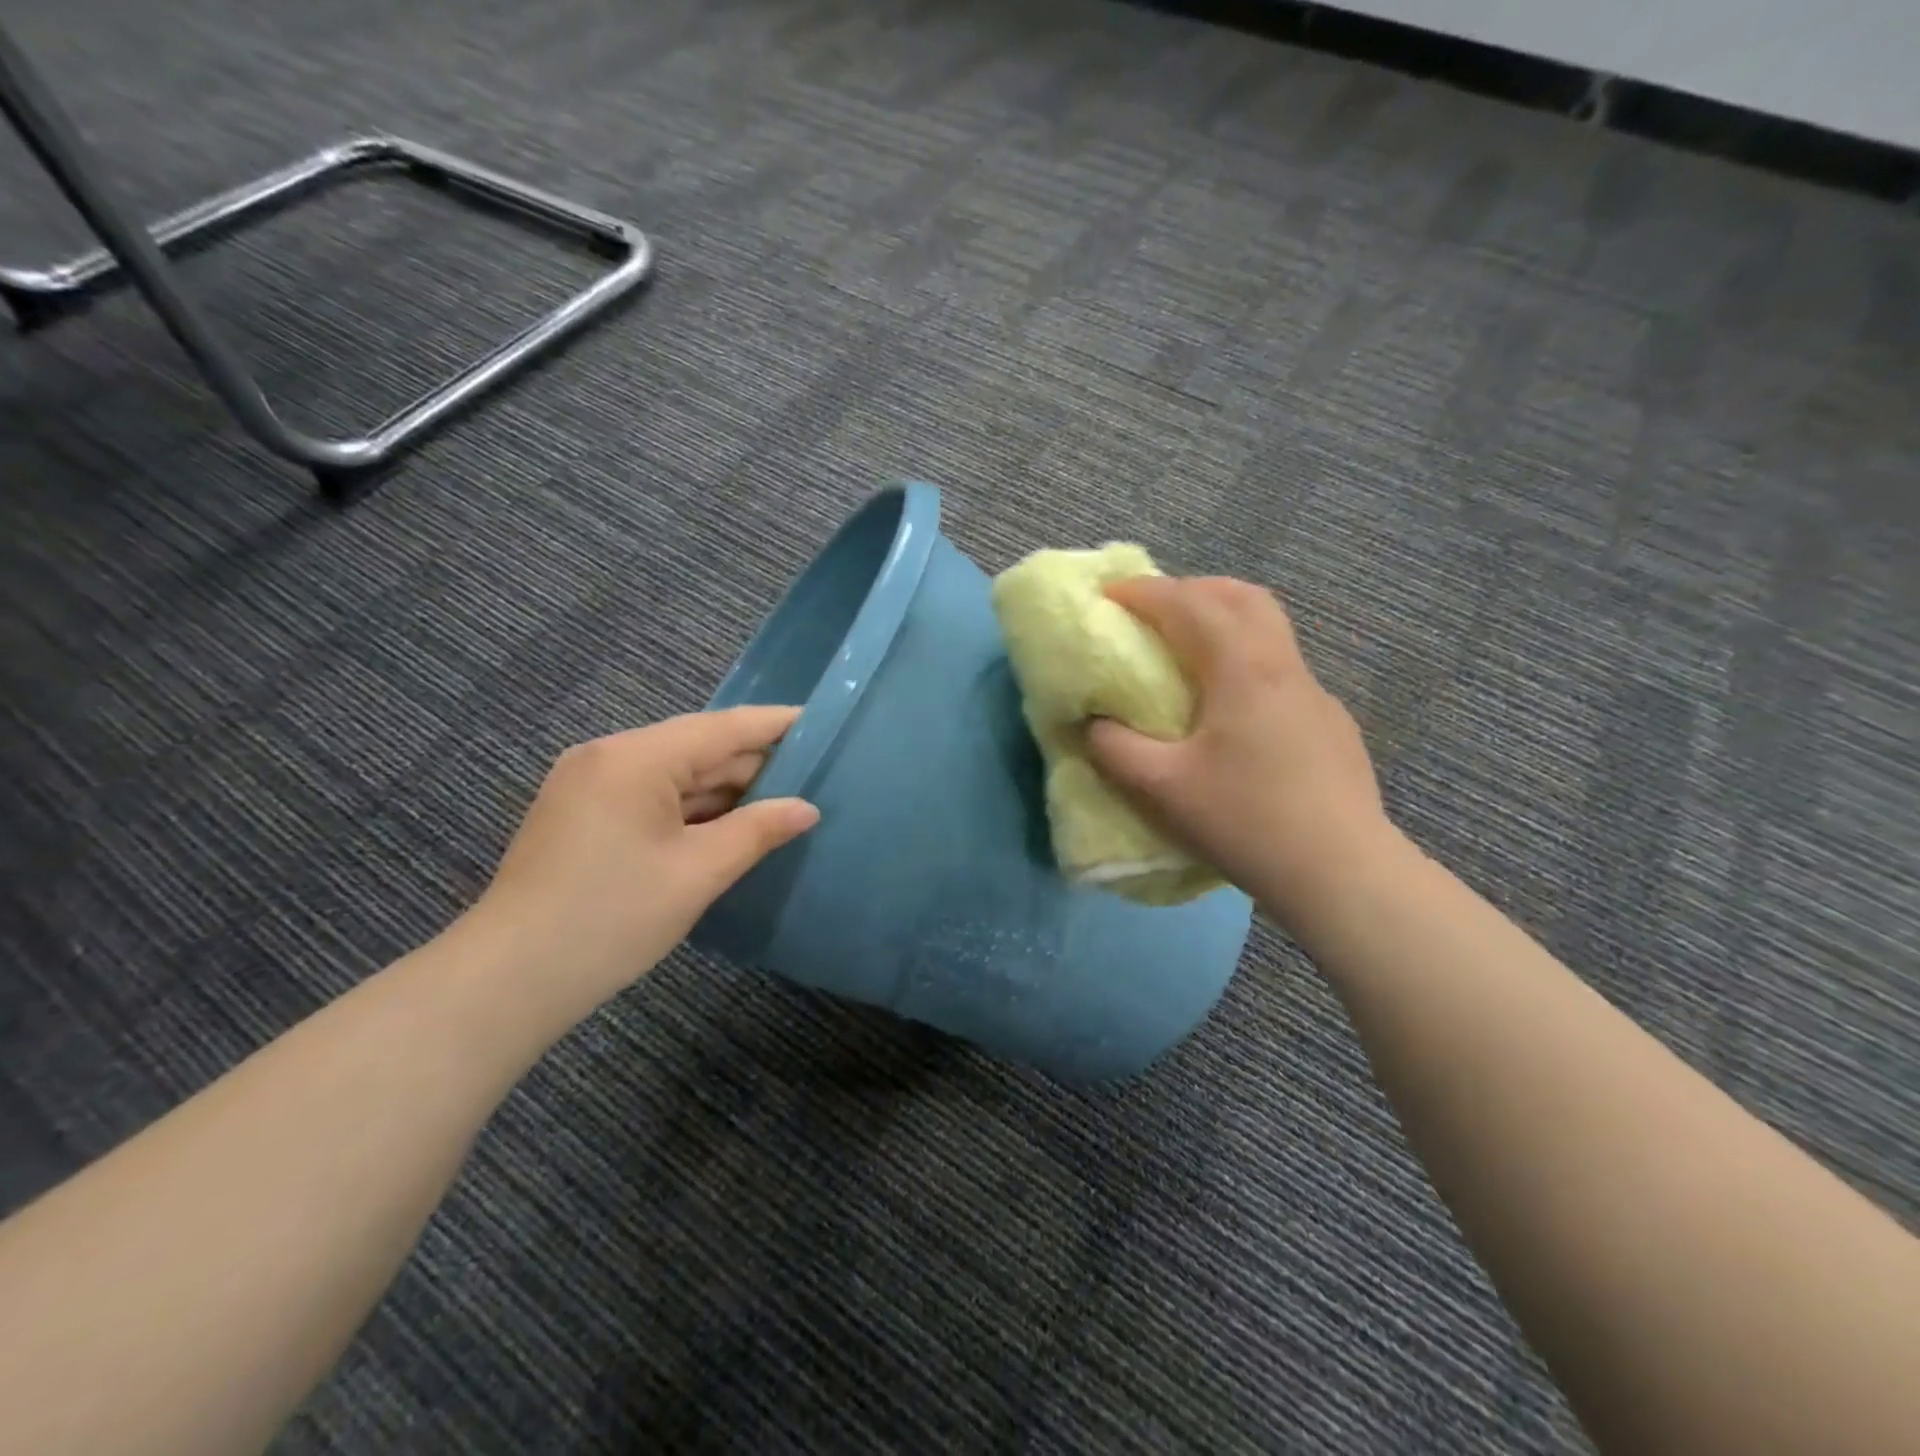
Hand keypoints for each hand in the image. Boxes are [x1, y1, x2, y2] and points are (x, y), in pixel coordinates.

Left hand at [465, 707, 818, 1018]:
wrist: (510, 980)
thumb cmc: (612, 918)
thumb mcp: (698, 872)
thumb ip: (758, 830)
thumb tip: (807, 808)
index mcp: (635, 758)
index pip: (722, 729)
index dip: (775, 725)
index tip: (821, 721)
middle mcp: (609, 757)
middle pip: (698, 749)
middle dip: (754, 764)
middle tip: (814, 773)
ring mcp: (590, 785)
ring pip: (676, 775)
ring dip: (725, 790)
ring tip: (783, 799)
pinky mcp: (584, 814)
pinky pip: (653, 796)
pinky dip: (693, 809)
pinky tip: (730, 823)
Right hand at [1087, 577, 1392, 928]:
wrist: (1340, 873)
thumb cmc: (1245, 821)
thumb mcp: (1162, 788)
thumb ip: (1115, 748)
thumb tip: (1095, 724)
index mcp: (1242, 669)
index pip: (1190, 604)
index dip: (1144, 593)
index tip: (1108, 596)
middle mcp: (1283, 666)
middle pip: (1241, 597)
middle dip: (1190, 590)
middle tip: (1151, 611)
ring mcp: (1315, 693)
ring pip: (1268, 629)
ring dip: (1223, 620)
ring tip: (1186, 650)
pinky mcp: (1330, 724)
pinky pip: (1280, 668)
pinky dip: (1244, 659)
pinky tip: (1231, 708)